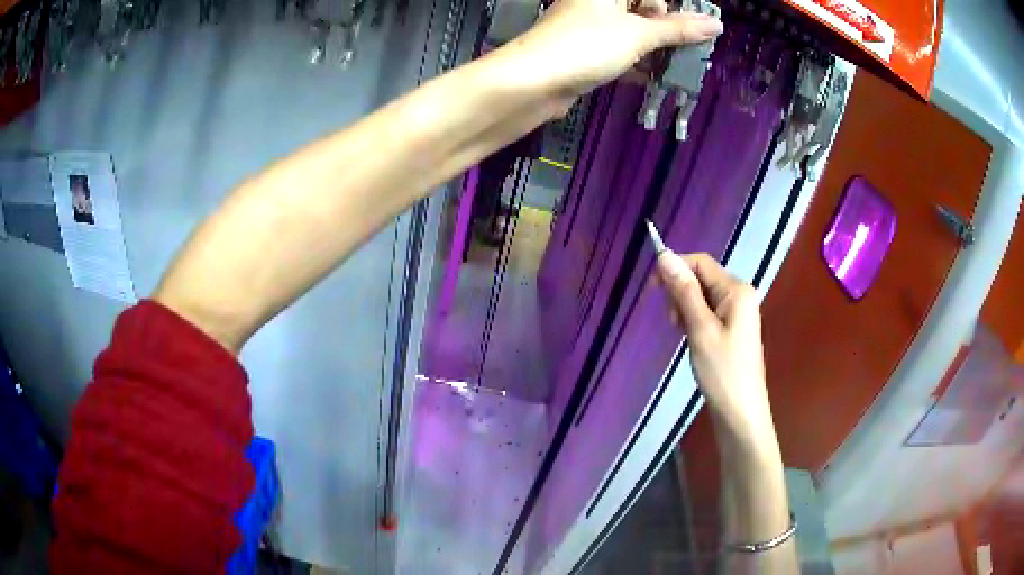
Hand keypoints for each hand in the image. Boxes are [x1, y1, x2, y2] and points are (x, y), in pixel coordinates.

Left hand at [510, 0, 723, 96]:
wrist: (534, 82)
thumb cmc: (587, 45)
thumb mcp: (639, 34)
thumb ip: (678, 29)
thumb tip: (715, 24)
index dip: (673, 8)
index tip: (695, 26)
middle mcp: (599, 2)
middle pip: (644, 8)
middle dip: (668, 27)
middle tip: (690, 48)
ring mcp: (591, 25)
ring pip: (634, 31)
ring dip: (656, 47)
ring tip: (678, 63)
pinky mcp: (587, 49)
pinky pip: (621, 49)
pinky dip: (638, 60)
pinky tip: (654, 74)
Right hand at [655, 252, 776, 449]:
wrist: (740, 412)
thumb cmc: (722, 371)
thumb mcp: (700, 329)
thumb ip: (684, 291)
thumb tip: (664, 255)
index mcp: (736, 290)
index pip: (700, 262)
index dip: (675, 268)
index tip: (652, 289)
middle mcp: (739, 295)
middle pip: (701, 277)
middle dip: (680, 292)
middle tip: (673, 322)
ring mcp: (737, 312)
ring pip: (702, 296)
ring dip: (685, 308)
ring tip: (683, 334)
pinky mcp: (732, 328)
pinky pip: (708, 312)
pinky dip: (693, 320)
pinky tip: (690, 337)